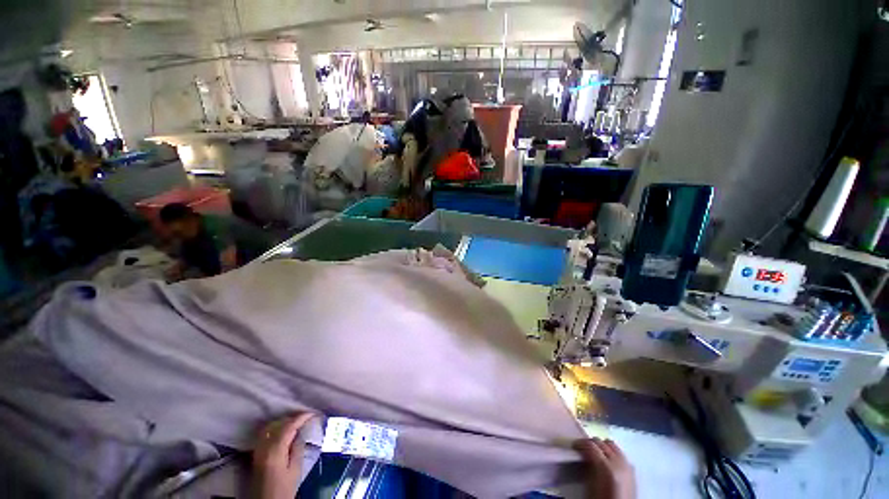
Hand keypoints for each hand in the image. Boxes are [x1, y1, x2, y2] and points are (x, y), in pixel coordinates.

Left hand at [252, 413, 315, 498]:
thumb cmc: (283, 490)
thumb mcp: (295, 471)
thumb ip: (298, 449)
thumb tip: (301, 433)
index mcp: (275, 450)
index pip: (289, 426)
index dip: (302, 417)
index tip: (313, 413)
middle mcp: (264, 447)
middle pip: (278, 424)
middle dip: (293, 418)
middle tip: (306, 417)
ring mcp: (258, 450)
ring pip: (270, 427)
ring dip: (283, 421)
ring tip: (295, 422)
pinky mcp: (256, 454)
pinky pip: (265, 434)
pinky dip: (274, 427)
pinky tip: (282, 430)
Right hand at [574, 438, 635, 498]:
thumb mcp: (591, 486)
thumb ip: (588, 468)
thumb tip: (583, 455)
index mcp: (606, 468)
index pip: (591, 445)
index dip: (580, 443)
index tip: (574, 446)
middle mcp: (618, 463)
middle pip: (601, 443)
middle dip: (590, 443)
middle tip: (582, 449)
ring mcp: (627, 466)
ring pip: (612, 445)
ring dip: (602, 446)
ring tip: (595, 452)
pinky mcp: (632, 470)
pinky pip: (620, 453)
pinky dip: (612, 452)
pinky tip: (607, 459)